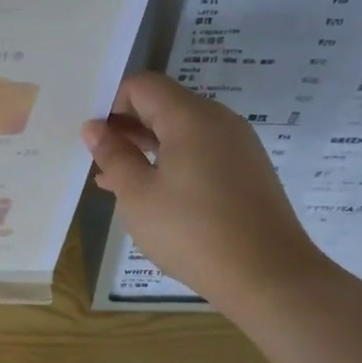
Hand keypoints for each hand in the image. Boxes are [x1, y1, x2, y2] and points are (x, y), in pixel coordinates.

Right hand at [83, 73, 332, 313]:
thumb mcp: (137, 195)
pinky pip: (200, 152)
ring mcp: (238, 146)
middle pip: (163, 105)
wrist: (268, 277)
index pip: (141, 85)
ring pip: (181, 131)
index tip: (93, 139)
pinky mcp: (247, 171)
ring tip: (115, 180)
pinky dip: (171, 163)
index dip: (111, 104)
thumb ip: (113, 155)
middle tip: (98, 159)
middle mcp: (218, 120)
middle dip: (127, 127)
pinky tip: (150, 194)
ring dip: (146, 148)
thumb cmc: (192, 231)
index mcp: (190, 117)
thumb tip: (94, 128)